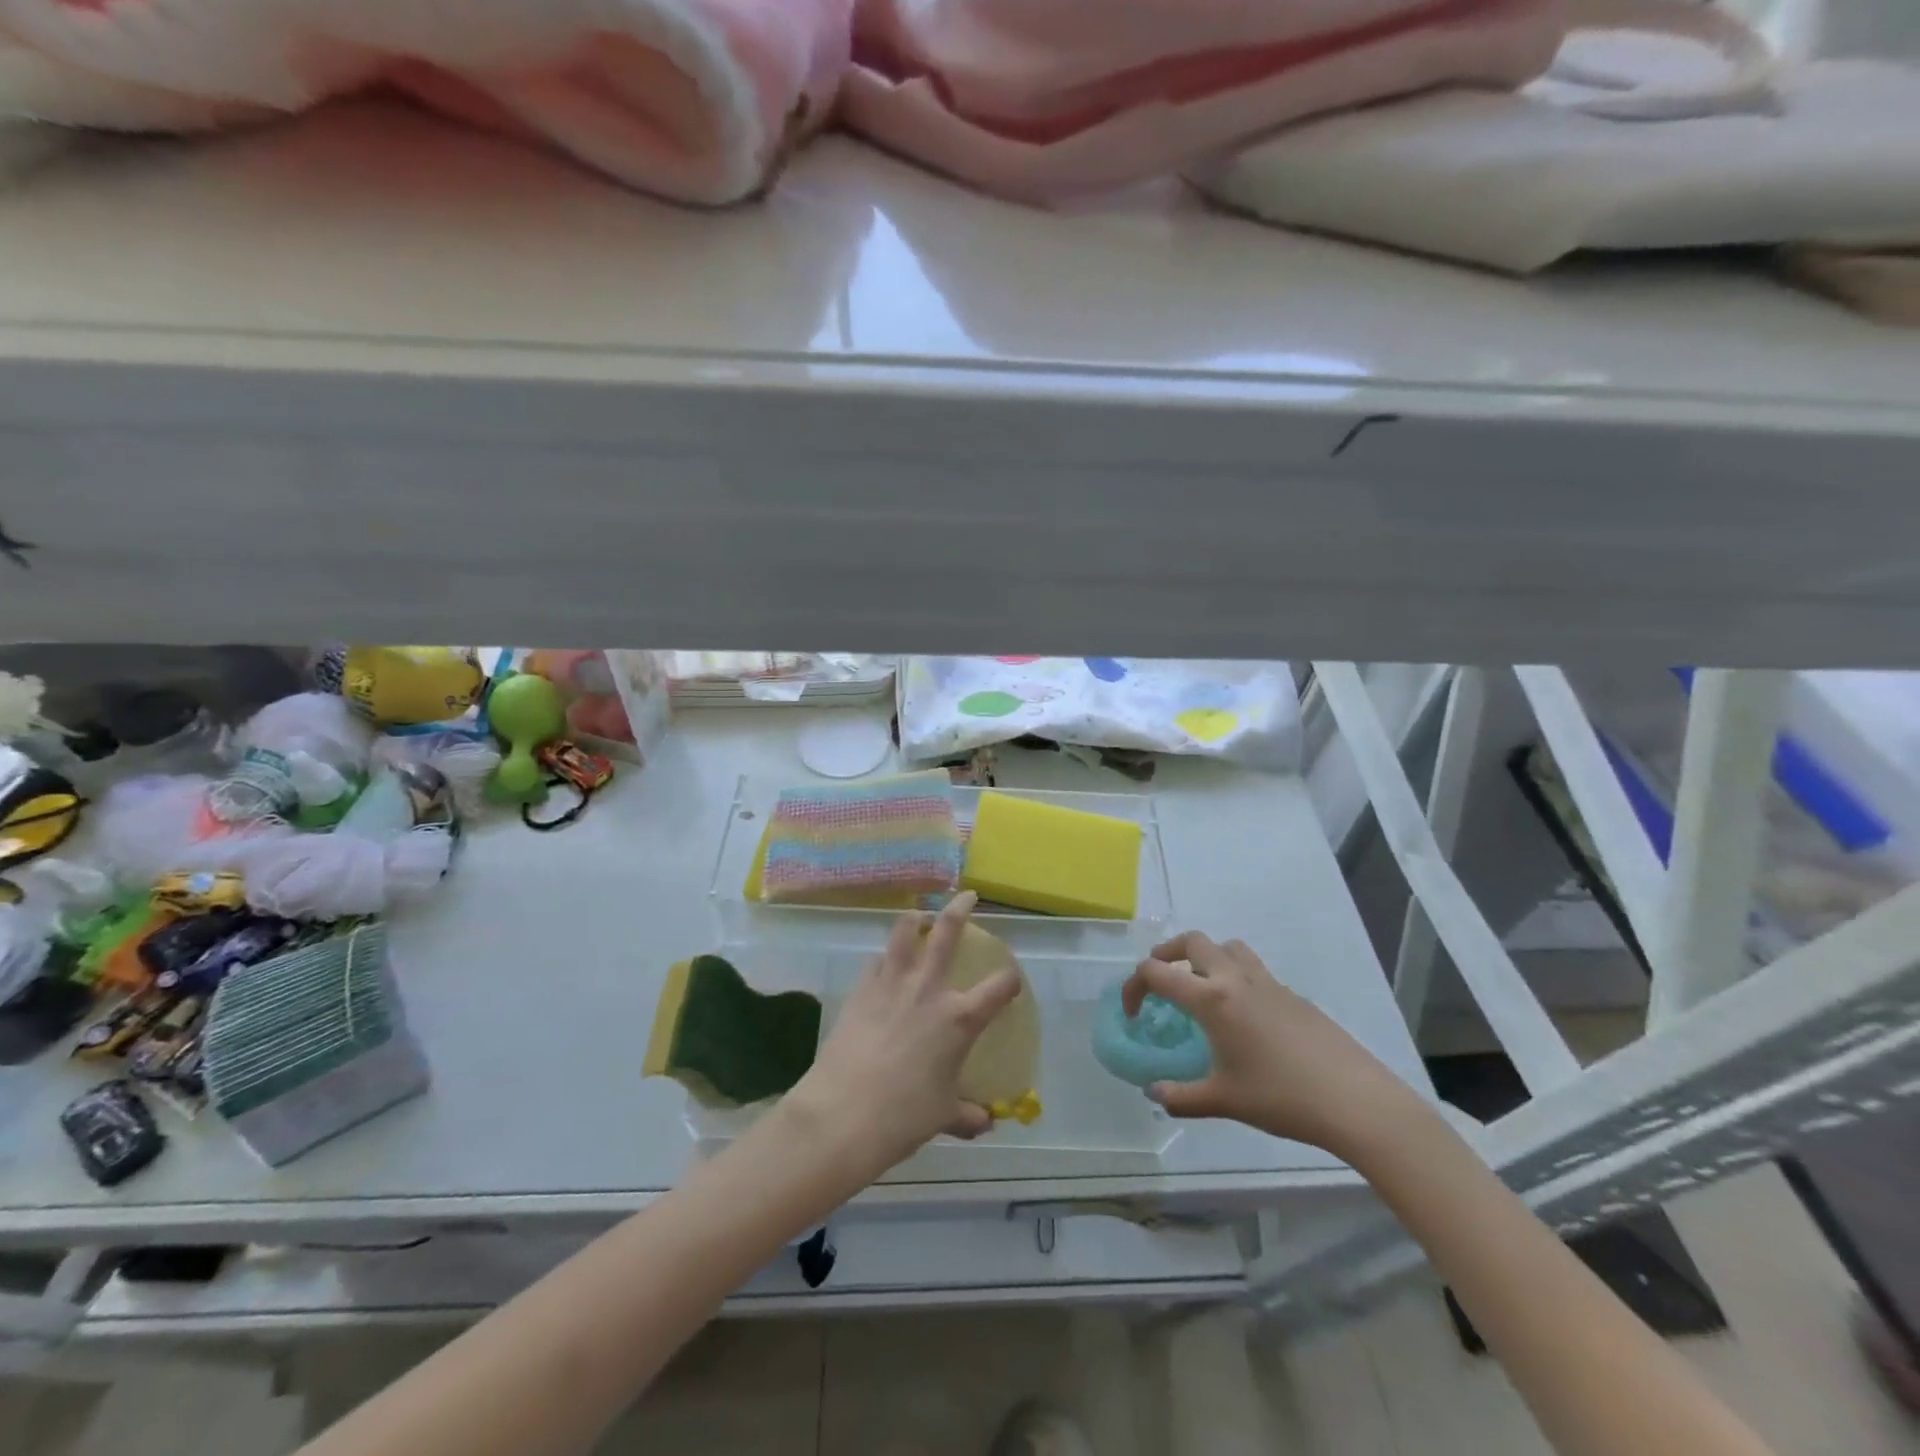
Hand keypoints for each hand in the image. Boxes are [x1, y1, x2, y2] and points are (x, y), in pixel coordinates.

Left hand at [792, 893, 1022, 1179]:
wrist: (843, 1113)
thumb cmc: (903, 1116)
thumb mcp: (943, 1116)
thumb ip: (967, 1114)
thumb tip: (984, 1123)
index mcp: (959, 1018)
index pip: (999, 987)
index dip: (1010, 981)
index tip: (1011, 981)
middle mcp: (928, 990)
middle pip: (947, 933)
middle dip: (960, 909)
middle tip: (968, 896)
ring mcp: (891, 984)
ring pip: (904, 934)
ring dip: (915, 919)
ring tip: (919, 914)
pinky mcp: (860, 990)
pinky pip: (876, 962)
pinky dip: (885, 958)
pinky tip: (884, 964)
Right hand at [1122, 931, 1418, 1155]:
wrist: (1355, 1100)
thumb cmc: (1281, 1097)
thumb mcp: (1224, 1101)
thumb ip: (1181, 1097)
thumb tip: (1154, 1094)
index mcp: (1212, 998)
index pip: (1157, 972)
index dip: (1134, 987)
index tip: (1132, 1013)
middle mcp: (1236, 978)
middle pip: (1192, 941)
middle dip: (1166, 953)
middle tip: (1160, 980)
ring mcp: (1268, 982)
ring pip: (1227, 946)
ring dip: (1206, 956)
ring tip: (1201, 987)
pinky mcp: (1293, 994)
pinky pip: (1254, 969)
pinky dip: (1236, 976)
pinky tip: (1244, 1018)